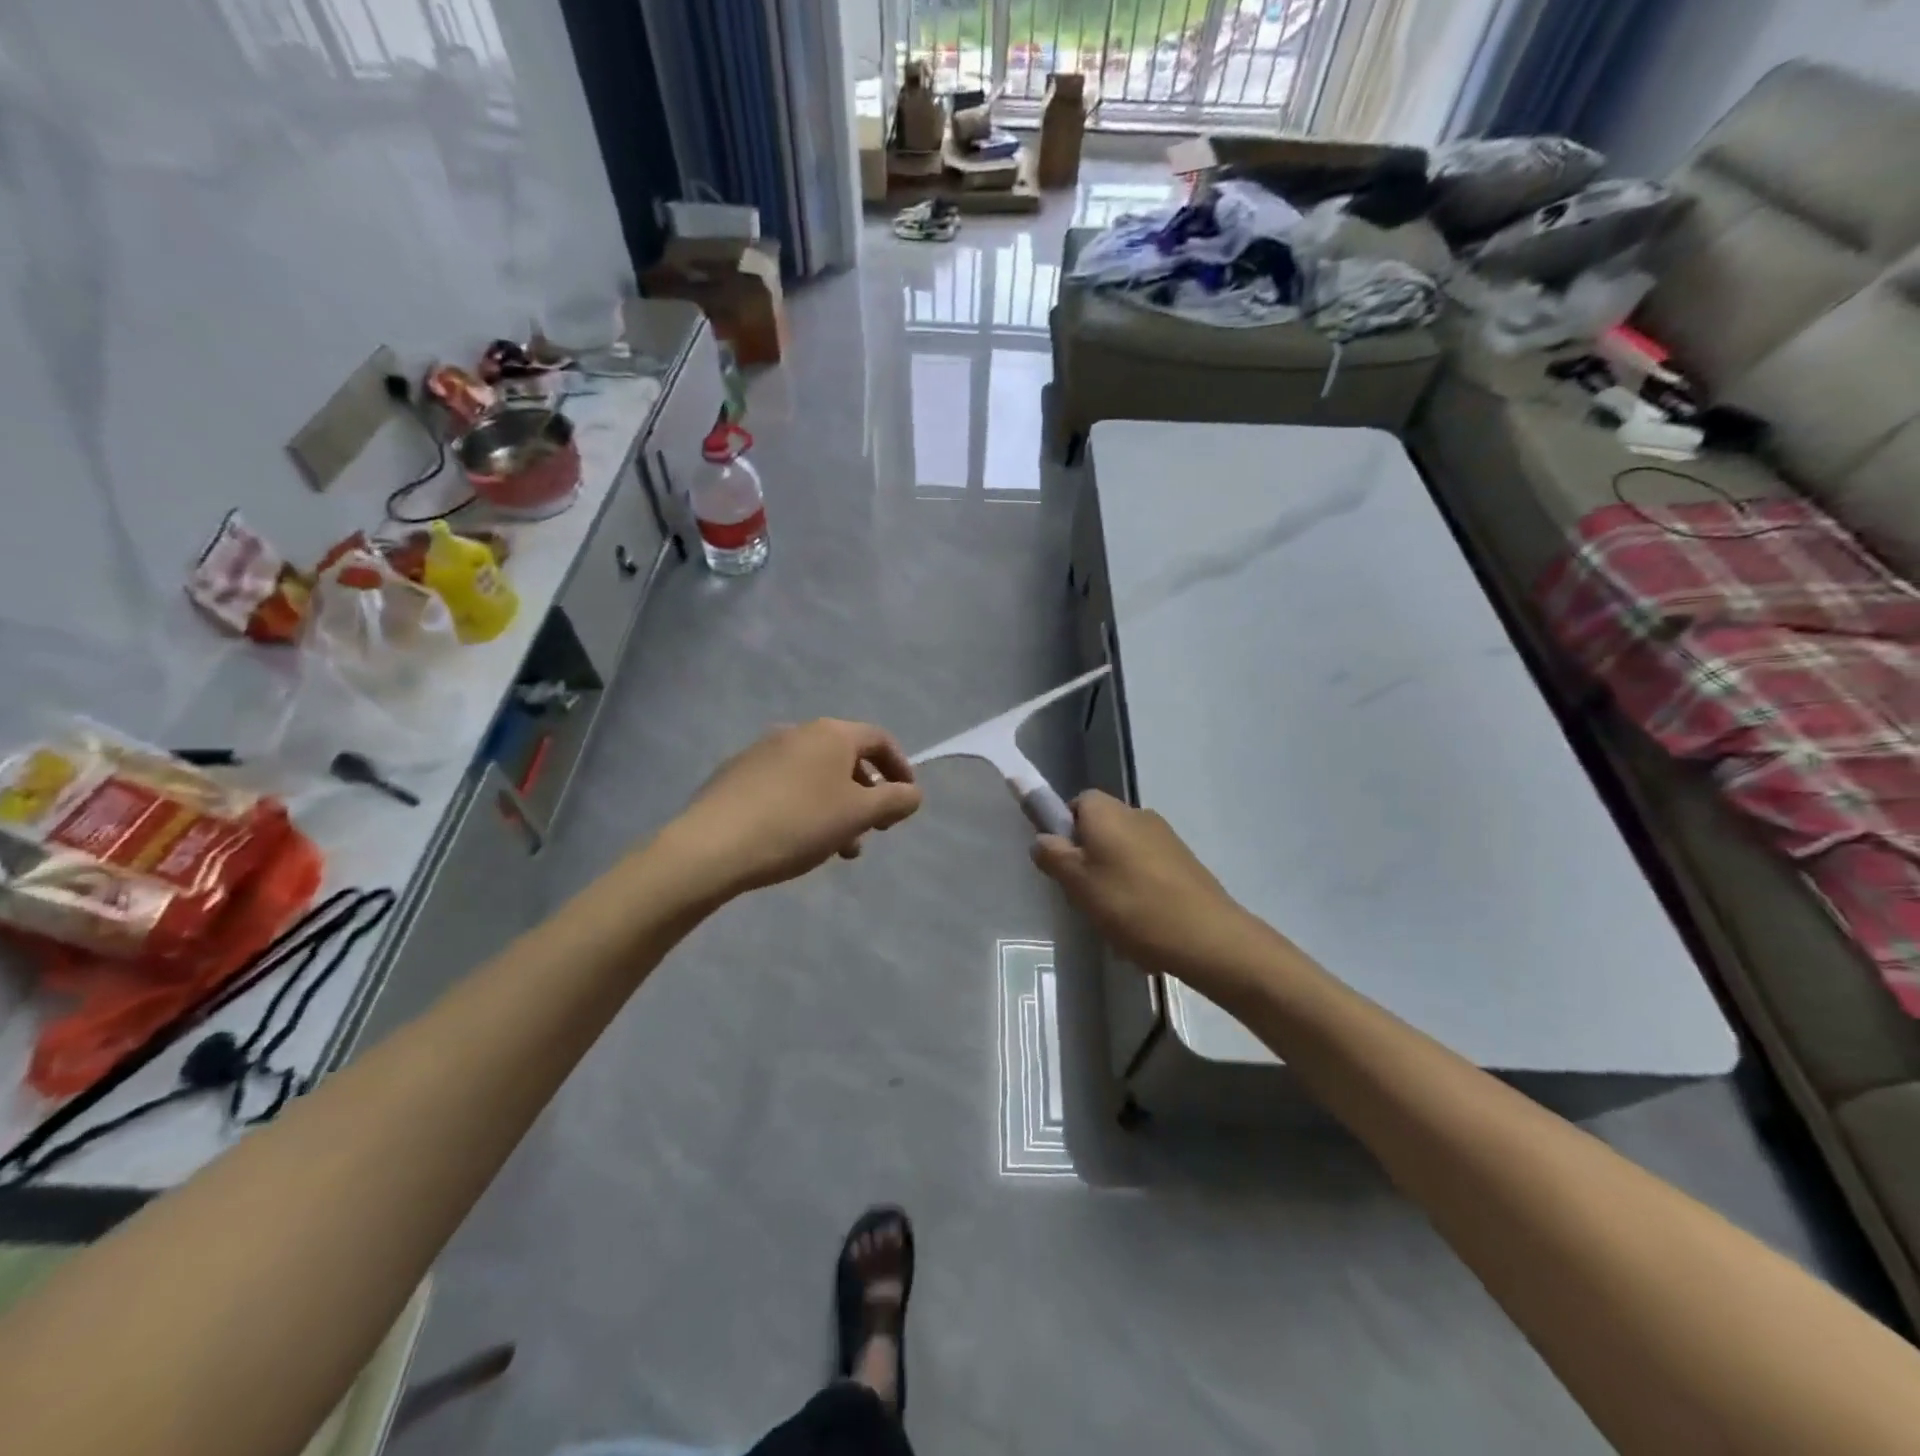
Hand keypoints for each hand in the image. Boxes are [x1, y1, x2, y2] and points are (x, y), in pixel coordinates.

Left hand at [665, 720, 922, 900]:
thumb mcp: (859, 815)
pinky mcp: (736, 774)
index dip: (900, 767)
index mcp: (830, 734)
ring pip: (814, 776)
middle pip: (845, 758)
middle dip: (866, 794)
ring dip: (836, 806)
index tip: (905, 801)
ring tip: (838, 849)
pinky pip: (785, 785)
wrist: (712, 846)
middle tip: (871, 830)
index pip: (879, 739)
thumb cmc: (798, 825)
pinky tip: (796, 840)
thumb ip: (895, 801)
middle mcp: (797, 732)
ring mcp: (762, 751)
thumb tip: (913, 793)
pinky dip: (804, 806)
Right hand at [1032, 791, 1265, 995]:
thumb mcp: (1078, 884)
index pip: (1075, 803)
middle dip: (1088, 859)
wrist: (1207, 936)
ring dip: (1113, 878)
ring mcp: (1165, 837)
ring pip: (1123, 852)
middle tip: (1084, 895)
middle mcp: (1136, 814)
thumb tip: (1042, 839)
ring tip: (1114, 917)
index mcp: (1107, 812)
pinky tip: (1141, 923)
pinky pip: (1147, 869)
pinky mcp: (1184, 861)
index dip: (1064, 829)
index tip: (1063, 863)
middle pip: (1100, 828)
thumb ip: (1054, 856)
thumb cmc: (1131, 904)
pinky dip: (1138, 890)